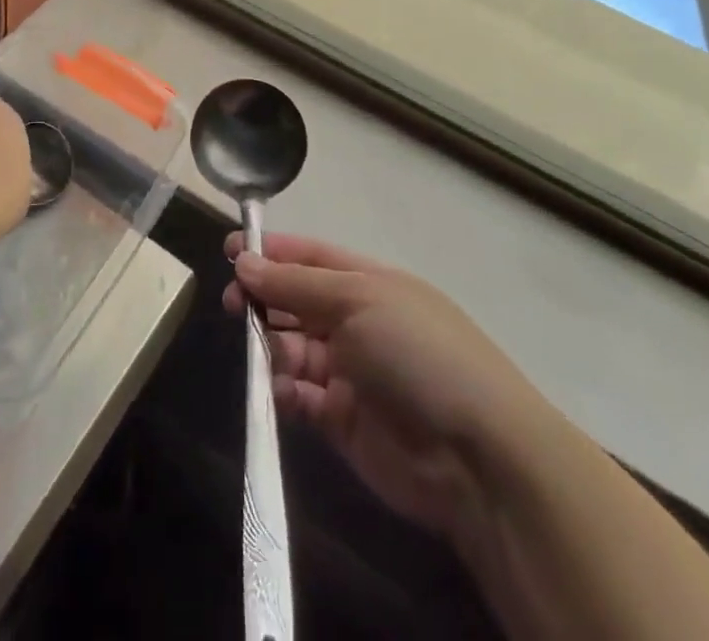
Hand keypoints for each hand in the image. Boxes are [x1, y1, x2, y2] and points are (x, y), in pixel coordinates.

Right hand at [222, 232, 568, 543]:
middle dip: (262, 297)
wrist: (477, 458)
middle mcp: (357, 322)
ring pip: (293, 347)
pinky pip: (300, 396)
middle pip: (297, 301)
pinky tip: (275, 389)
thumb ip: (296, 284)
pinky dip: (282, 391)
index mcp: (369, 283)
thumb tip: (245, 262)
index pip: (312, 257)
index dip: (273, 252)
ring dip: (269, 344)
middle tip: (232, 303)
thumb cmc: (418, 353)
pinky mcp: (342, 420)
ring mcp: (350, 372)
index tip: (231, 249)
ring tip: (253, 348)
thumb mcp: (358, 301)